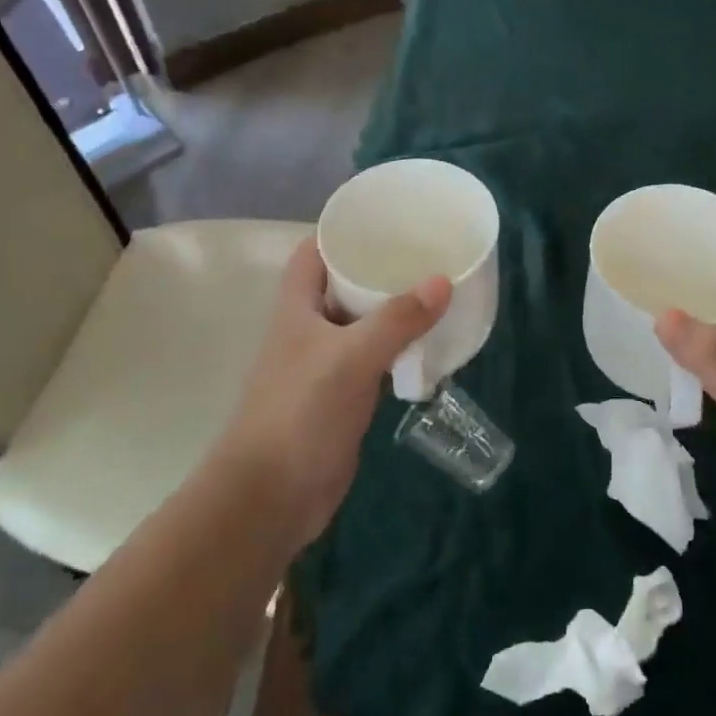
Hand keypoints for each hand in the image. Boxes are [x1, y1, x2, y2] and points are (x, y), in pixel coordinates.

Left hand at [220, 237, 450, 546]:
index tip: (387, 219)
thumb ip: (397, 319)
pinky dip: (397, 349)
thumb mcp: (351, 358)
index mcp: (297, 307)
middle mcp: (308, 328)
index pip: (315, 251)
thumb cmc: (300, 413)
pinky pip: (373, 360)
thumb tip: (443, 280)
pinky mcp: (341, 396)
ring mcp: (324, 364)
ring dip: (392, 310)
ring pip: (361, 323)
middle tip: (426, 253)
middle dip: (379, 268)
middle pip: (343, 284)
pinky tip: (428, 344)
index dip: (344, 231)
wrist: (272, 496)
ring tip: (435, 290)